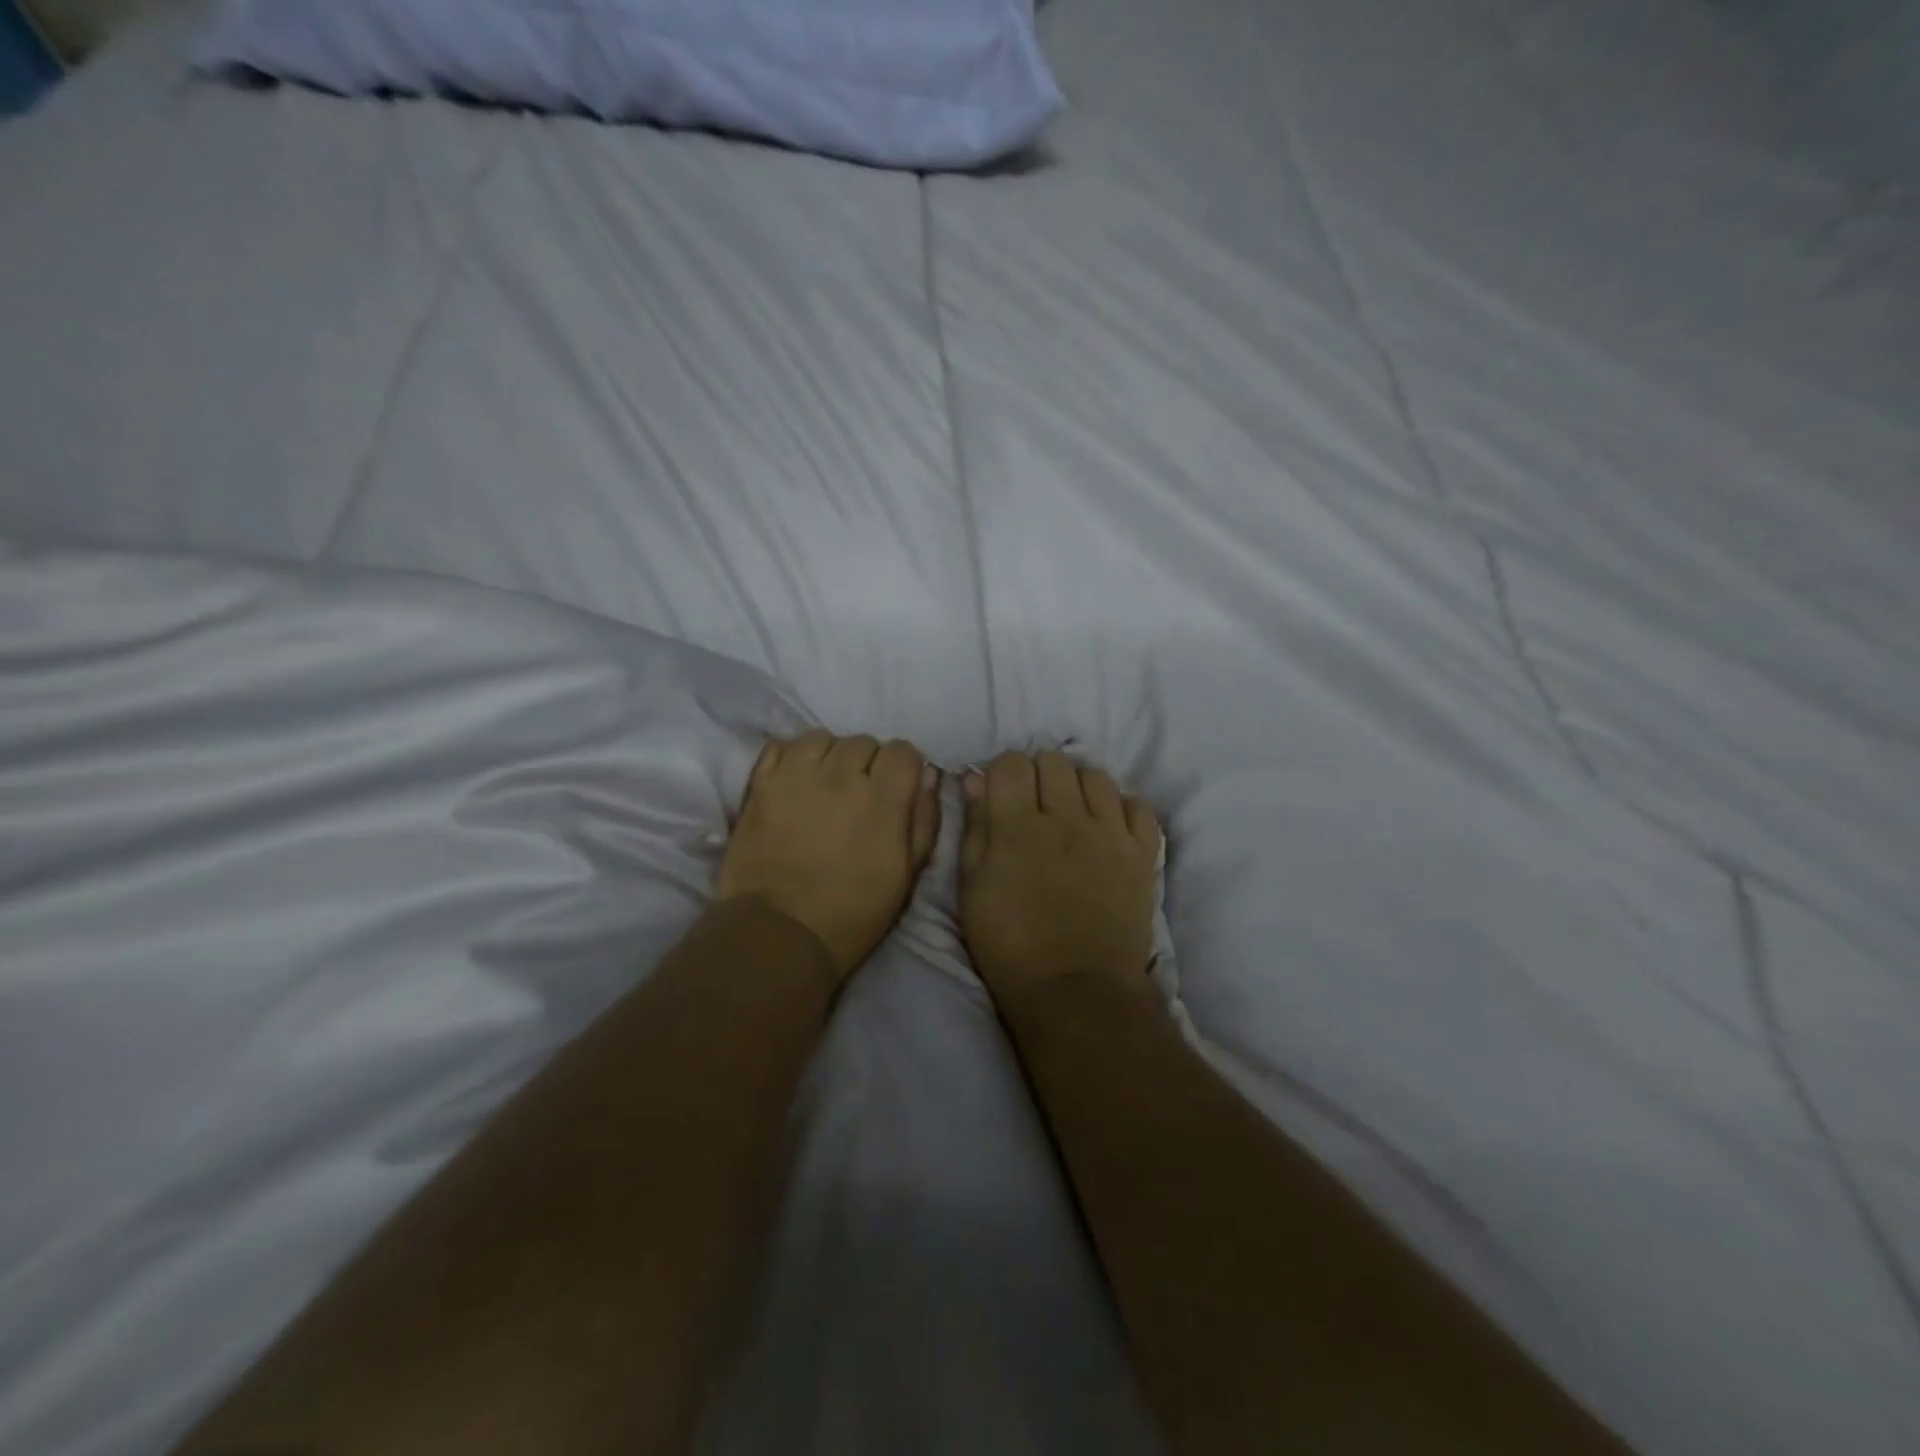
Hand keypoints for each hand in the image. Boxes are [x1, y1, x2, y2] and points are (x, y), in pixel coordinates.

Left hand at [718, 731, 940, 983]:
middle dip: (869, 763)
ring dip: (831, 756)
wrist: (779, 932)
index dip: (905, 768)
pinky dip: (794, 756)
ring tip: (826, 783)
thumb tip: (928, 777)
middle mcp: (840, 775)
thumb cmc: (853, 912)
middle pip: (864, 742)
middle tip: (861, 794)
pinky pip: (782, 746)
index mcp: (881, 798)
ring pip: (823, 738)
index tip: (898, 790)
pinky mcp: (760, 784)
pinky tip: (797, 780)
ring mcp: (796, 776)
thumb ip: (924, 820)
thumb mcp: (907, 875)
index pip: (903, 751)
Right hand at [959, 750, 1161, 1008]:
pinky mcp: (1141, 853)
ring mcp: (1110, 833)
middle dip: (1039, 775)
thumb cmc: (1010, 946)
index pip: (1012, 763)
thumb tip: (975, 777)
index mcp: (1018, 826)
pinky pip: (1138, 806)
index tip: (1001, 794)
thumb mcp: (972, 890)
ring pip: (1096, 775)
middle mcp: (1066, 817)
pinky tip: (1107, 827)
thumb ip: (975, 828)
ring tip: (1072, 813)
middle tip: (1034, 806)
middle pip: (1055, 760)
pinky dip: (1121, 808)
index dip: (1002, 772)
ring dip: (1078, 786)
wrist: (1076, 991)